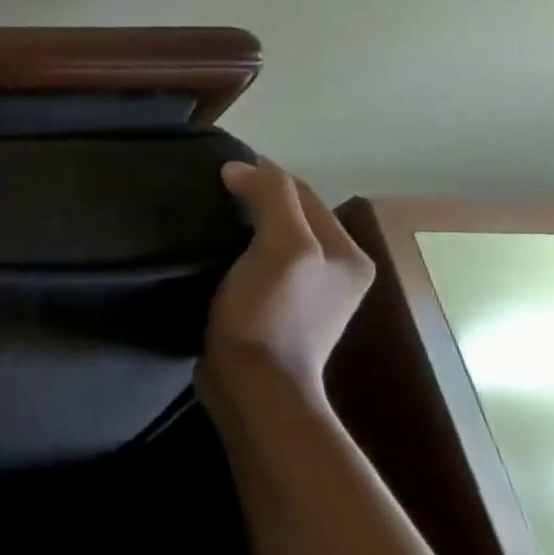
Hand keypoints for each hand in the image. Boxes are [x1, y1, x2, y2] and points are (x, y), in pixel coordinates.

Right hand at [199, 158, 374, 410]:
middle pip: (290, 216)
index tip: (218, 168)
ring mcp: (306, 297)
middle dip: (254, 197)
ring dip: (243, 224)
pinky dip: (237, 252)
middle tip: (208, 190)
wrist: (255, 386)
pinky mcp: (275, 314)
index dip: (262, 173)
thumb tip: (239, 168)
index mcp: (346, 254)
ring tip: (206, 218)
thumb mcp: (282, 247)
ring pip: (272, 241)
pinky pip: (257, 266)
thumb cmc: (270, 314)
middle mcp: (335, 273)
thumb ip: (270, 198)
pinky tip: (213, 256)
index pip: (301, 193)